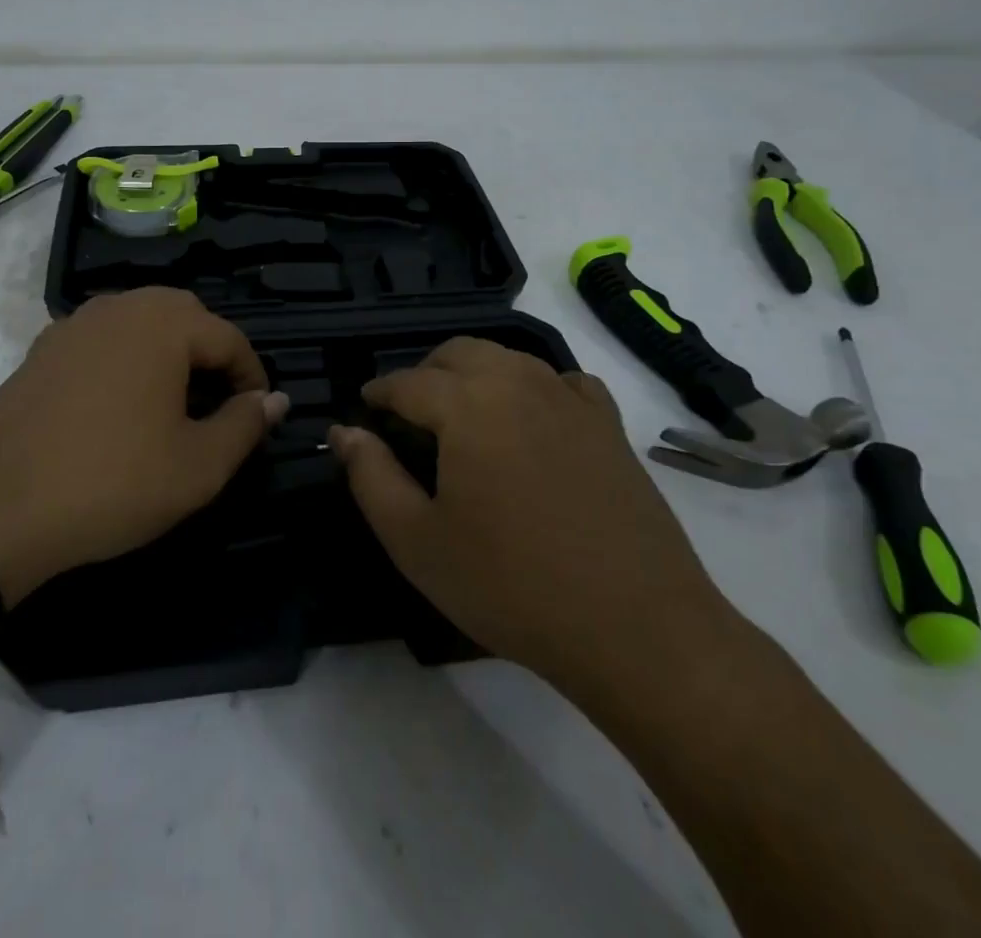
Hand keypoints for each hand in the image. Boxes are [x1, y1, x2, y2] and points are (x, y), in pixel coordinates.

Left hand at [0, 288, 287, 606]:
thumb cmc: (111, 483)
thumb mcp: (198, 466)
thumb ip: (246, 425)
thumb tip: (275, 400)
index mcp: (164, 323)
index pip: (229, 338)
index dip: (252, 378)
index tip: (257, 417)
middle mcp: (120, 306)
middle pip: (186, 318)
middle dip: (211, 356)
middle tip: (217, 406)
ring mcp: (74, 325)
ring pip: (141, 324)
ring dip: (168, 355)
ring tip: (172, 405)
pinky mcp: (42, 350)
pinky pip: (103, 341)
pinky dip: (126, 361)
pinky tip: (118, 408)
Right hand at [329, 337, 735, 697]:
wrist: (635, 626)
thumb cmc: (511, 585)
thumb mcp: (417, 541)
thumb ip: (371, 477)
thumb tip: (344, 432)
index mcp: (468, 403)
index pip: (408, 381)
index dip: (379, 392)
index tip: (364, 407)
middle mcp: (519, 381)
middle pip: (459, 353)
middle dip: (425, 373)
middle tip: (408, 412)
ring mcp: (570, 399)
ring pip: (509, 359)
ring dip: (475, 374)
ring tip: (462, 415)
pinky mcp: (609, 424)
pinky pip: (561, 382)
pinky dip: (533, 387)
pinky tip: (531, 420)